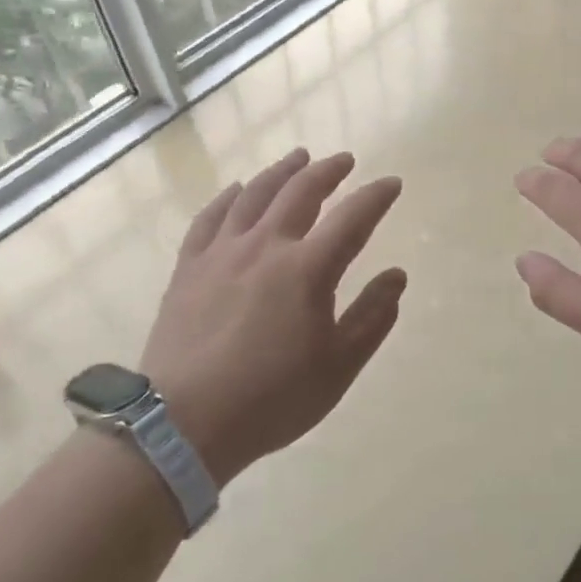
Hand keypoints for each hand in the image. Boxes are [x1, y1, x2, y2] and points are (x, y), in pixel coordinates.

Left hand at [141, 148, 405, 486]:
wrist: (183, 424)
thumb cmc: (272, 399)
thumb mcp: (338, 367)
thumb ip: (372, 317)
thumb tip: (397, 275)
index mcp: (308, 269)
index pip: (352, 217)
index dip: (376, 196)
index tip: (391, 183)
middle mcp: (266, 246)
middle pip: (301, 192)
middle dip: (328, 171)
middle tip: (344, 161)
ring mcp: (222, 252)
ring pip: (255, 194)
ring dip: (281, 172)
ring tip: (298, 157)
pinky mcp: (189, 267)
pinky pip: (210, 218)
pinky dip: (228, 197)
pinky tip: (236, 190)